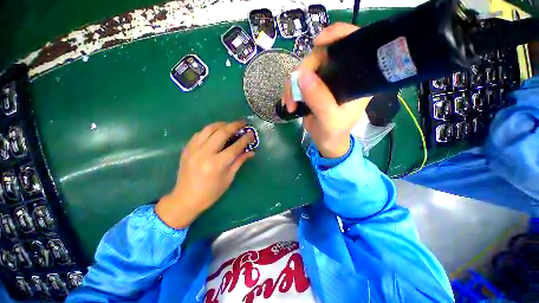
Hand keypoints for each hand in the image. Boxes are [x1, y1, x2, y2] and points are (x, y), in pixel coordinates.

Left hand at [155, 121, 254, 227]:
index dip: (245, 139)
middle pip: (222, 133)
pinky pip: (199, 133)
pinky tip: (215, 132)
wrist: (185, 199)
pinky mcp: (187, 149)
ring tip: (230, 125)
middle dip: (234, 125)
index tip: (251, 133)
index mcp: (216, 164)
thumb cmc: (211, 192)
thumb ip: (239, 162)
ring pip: (209, 129)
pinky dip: (210, 130)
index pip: (235, 147)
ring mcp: (193, 149)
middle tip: (242, 123)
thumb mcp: (228, 178)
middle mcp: (204, 153)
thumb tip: (251, 152)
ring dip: (221, 124)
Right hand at [282, 23, 372, 157]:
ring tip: (289, 105)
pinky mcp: (312, 88)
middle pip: (319, 56)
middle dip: (302, 73)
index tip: (317, 42)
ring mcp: (324, 80)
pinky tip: (288, 103)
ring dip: (292, 86)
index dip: (336, 35)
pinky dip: (290, 91)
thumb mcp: (330, 119)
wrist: (326, 142)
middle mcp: (340, 74)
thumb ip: (319, 99)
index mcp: (355, 78)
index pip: (352, 44)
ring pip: (304, 70)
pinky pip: (297, 81)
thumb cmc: (334, 132)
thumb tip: (301, 75)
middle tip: (293, 94)